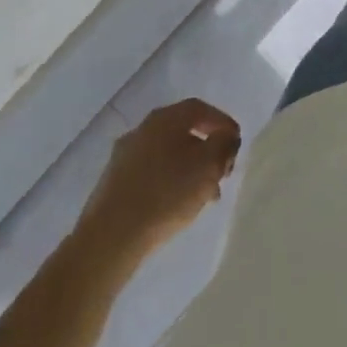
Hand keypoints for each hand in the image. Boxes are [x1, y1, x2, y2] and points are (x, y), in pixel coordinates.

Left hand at [82, 99, 240, 259]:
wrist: (111, 237)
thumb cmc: (166, 194)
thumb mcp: (208, 166)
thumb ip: (224, 145)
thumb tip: (226, 137)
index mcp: (165, 118)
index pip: (200, 109)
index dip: (222, 122)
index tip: (235, 143)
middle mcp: (142, 129)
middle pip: (183, 131)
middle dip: (207, 150)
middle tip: (222, 172)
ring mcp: (124, 156)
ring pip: (167, 154)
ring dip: (189, 169)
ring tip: (204, 196)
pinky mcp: (113, 183)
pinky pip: (150, 173)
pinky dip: (169, 182)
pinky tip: (176, 205)